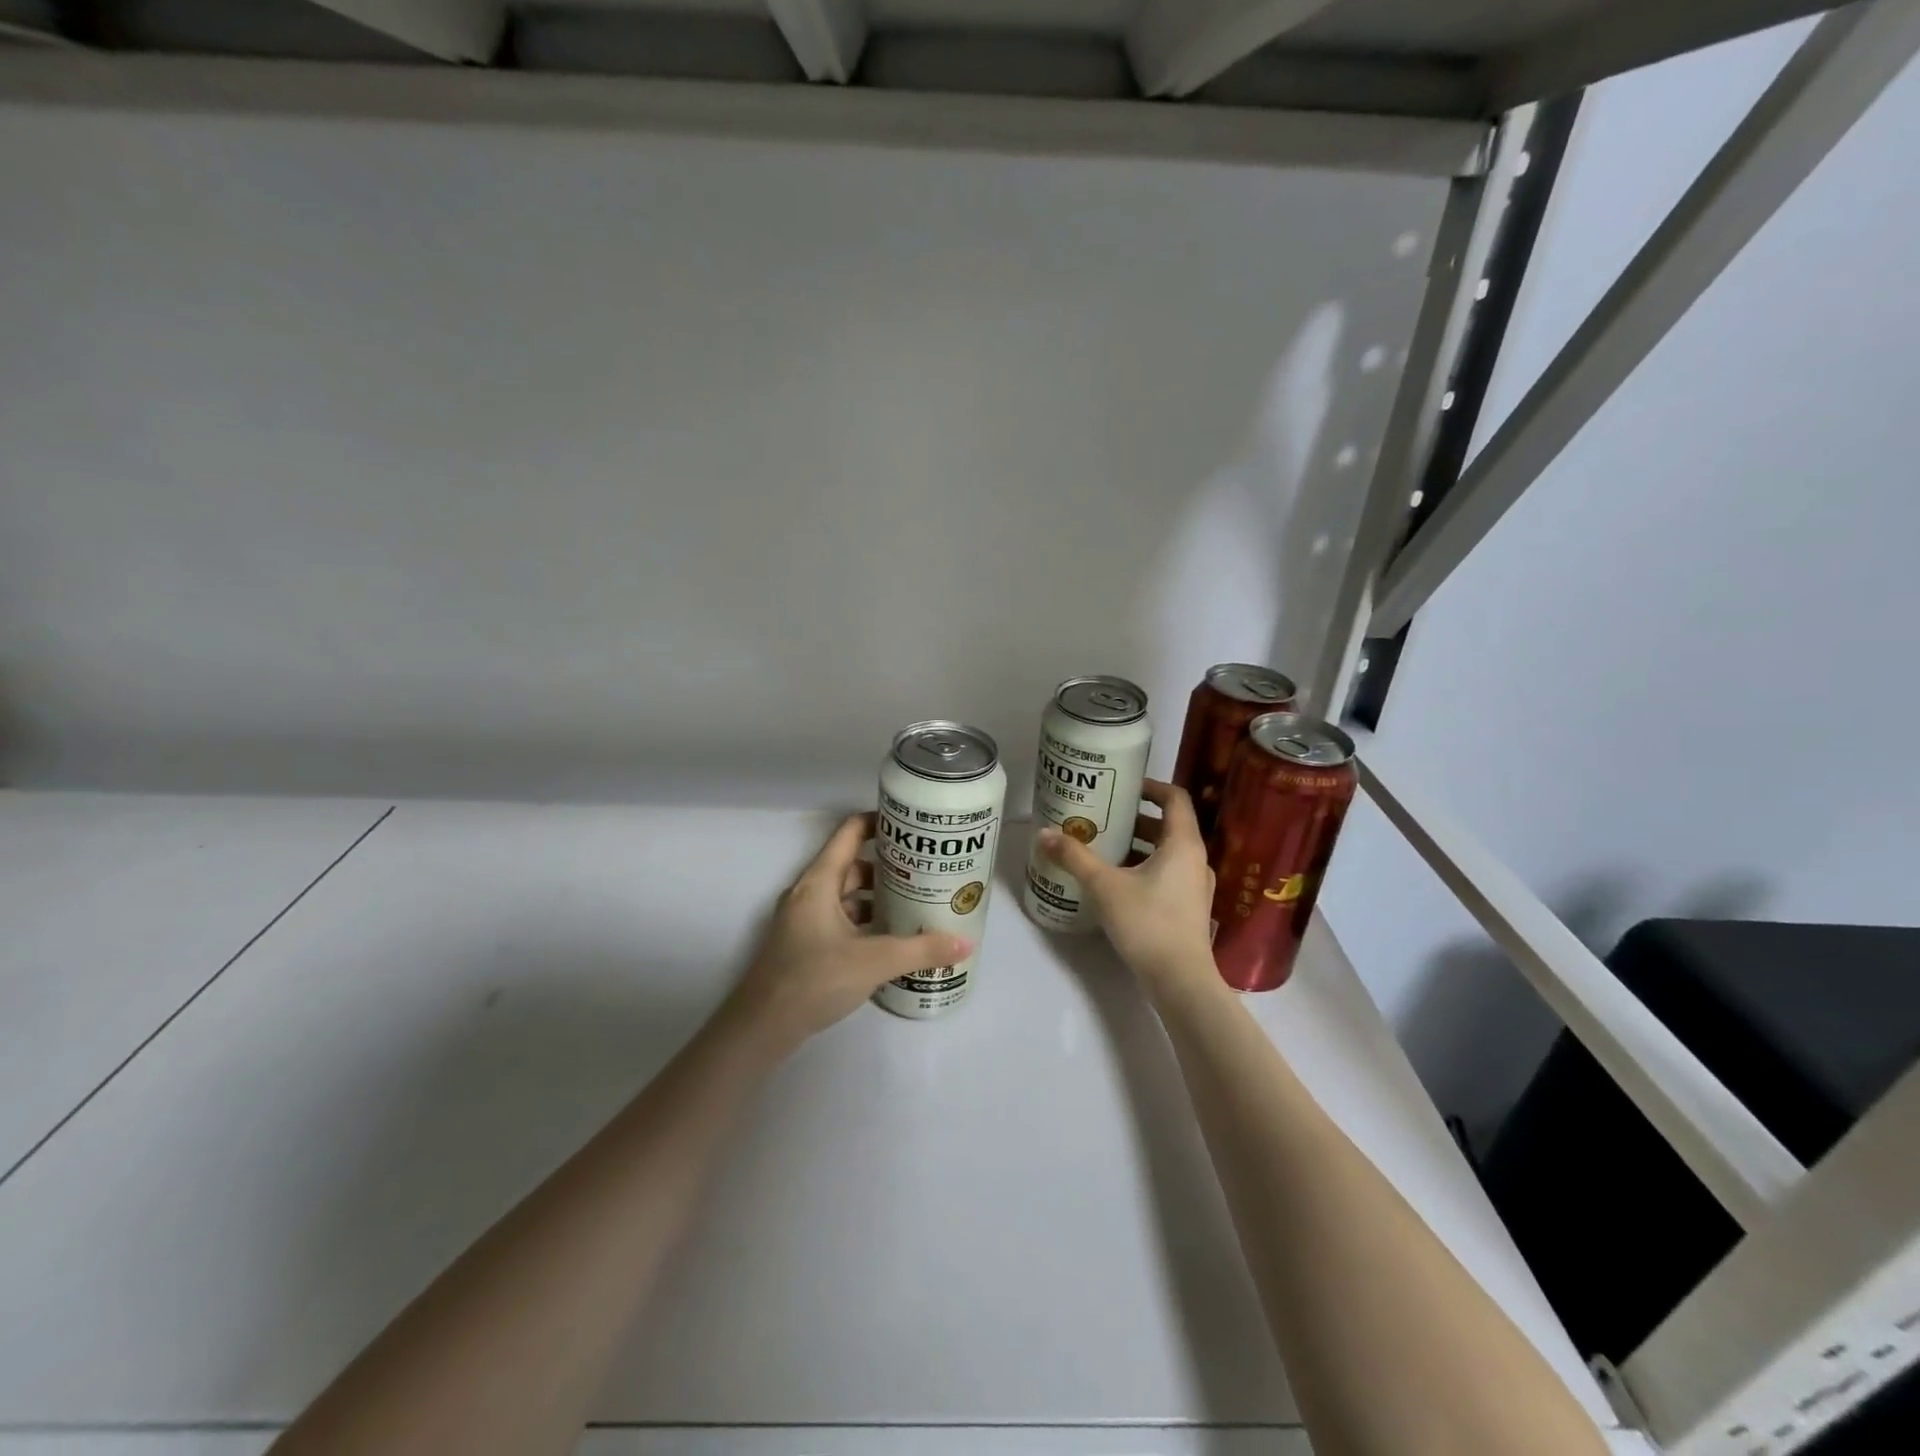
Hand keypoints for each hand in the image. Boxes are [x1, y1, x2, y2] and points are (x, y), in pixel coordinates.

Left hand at [726, 813, 971, 1052]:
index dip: (879, 822)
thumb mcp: (874, 962)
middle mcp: (809, 893)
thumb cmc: (814, 979)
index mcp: (819, 882)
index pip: (850, 833)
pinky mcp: (805, 946)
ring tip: (916, 903)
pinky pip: (841, 920)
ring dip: (877, 897)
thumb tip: (966, 943)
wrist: (761, 1027)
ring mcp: (804, 920)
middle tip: (926, 870)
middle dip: (889, 866)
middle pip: (852, 866)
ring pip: (846, 896)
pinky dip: (865, 922)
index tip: (912, 826)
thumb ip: (921, 950)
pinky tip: (891, 939)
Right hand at [1037, 779, 1215, 990]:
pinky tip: (1116, 881)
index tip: (1123, 786)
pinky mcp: (1189, 908)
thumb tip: (1043, 834)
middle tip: (1103, 816)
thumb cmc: (1147, 923)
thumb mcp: (1104, 886)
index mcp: (1183, 844)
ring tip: (1104, 847)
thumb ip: (1074, 857)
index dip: (1151, 787)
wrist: (1180, 981)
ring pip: (1167, 853)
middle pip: (1168, 826)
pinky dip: (1145, 868)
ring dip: (1139, 845)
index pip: (1175, 798)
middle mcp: (1195, 860)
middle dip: (1135, 818)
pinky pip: (1168, 874)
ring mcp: (1195, 887)